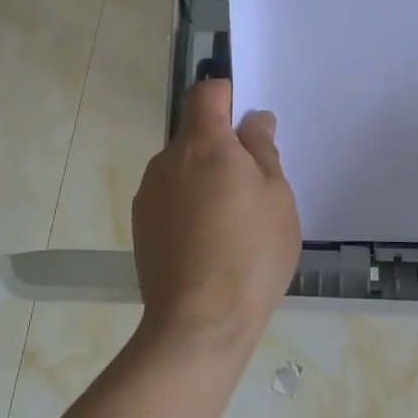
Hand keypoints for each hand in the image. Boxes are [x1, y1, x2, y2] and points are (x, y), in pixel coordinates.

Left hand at [132, 79, 301, 351]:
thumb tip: (253, 121)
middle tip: (254, 184)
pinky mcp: (141, 225)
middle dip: (222, 147)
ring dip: (205, 178)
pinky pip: (170, 198)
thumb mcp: (276, 197)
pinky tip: (209, 241)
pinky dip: (189, 205)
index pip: (206, 93)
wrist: (199, 324)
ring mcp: (149, 194)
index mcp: (203, 145)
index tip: (249, 123)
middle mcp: (167, 161)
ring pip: (182, 168)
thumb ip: (263, 150)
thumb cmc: (251, 253)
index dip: (227, 96)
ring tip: (233, 221)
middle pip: (194, 134)